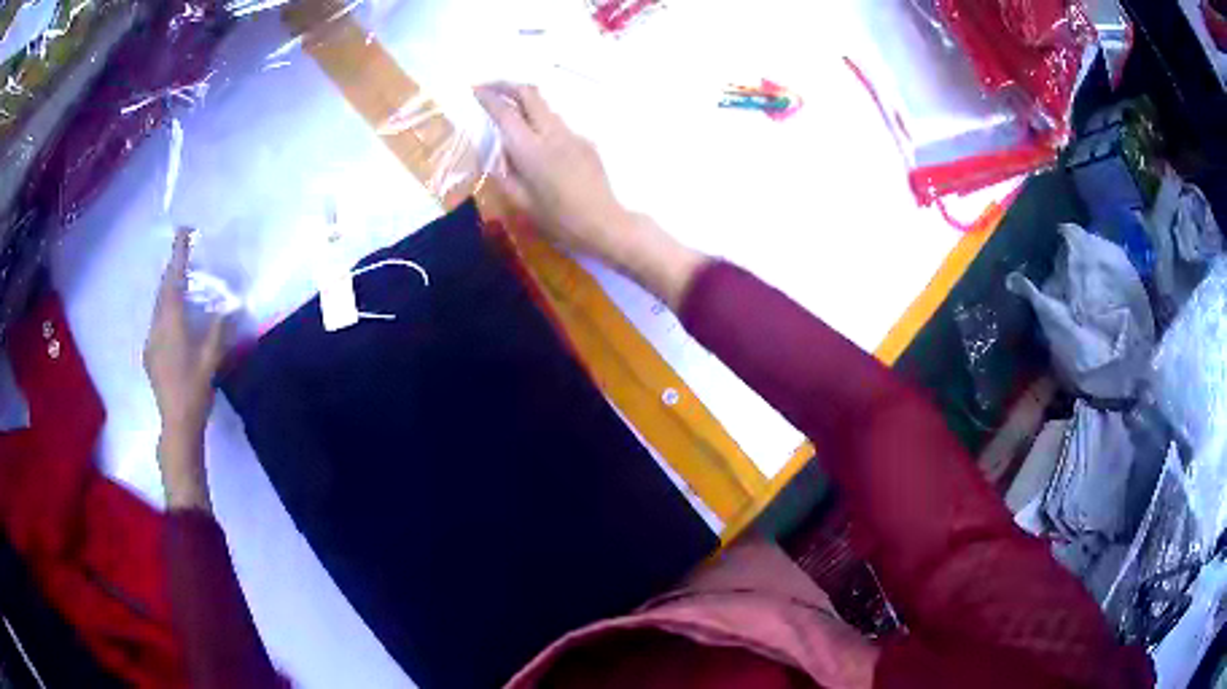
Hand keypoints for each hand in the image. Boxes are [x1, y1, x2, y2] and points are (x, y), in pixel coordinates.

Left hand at [145, 229, 227, 508]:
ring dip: (169, 293)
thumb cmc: (195, 389)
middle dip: (173, 272)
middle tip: (184, 258)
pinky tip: (174, 323)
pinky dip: (166, 313)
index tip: (183, 231)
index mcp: (172, 323)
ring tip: (181, 288)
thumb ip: (219, 330)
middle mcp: (157, 327)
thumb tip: (229, 306)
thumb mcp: (212, 359)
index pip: (174, 280)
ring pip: (158, 307)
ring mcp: (151, 342)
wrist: (176, 424)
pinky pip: (157, 323)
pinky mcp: (150, 356)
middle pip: (163, 291)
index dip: (179, 254)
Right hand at [475, 82, 705, 307]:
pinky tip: (536, 143)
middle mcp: (552, 134)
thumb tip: (494, 154)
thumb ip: (503, 173)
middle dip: (506, 85)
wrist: (604, 224)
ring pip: (545, 106)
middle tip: (488, 87)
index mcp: (531, 150)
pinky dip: (541, 123)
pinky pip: (558, 124)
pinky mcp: (586, 141)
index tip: (474, 91)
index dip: (488, 98)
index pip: (506, 112)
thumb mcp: (520, 203)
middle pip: (530, 94)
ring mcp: (572, 135)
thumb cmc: (558, 220)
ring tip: (508, 112)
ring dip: (525, 102)